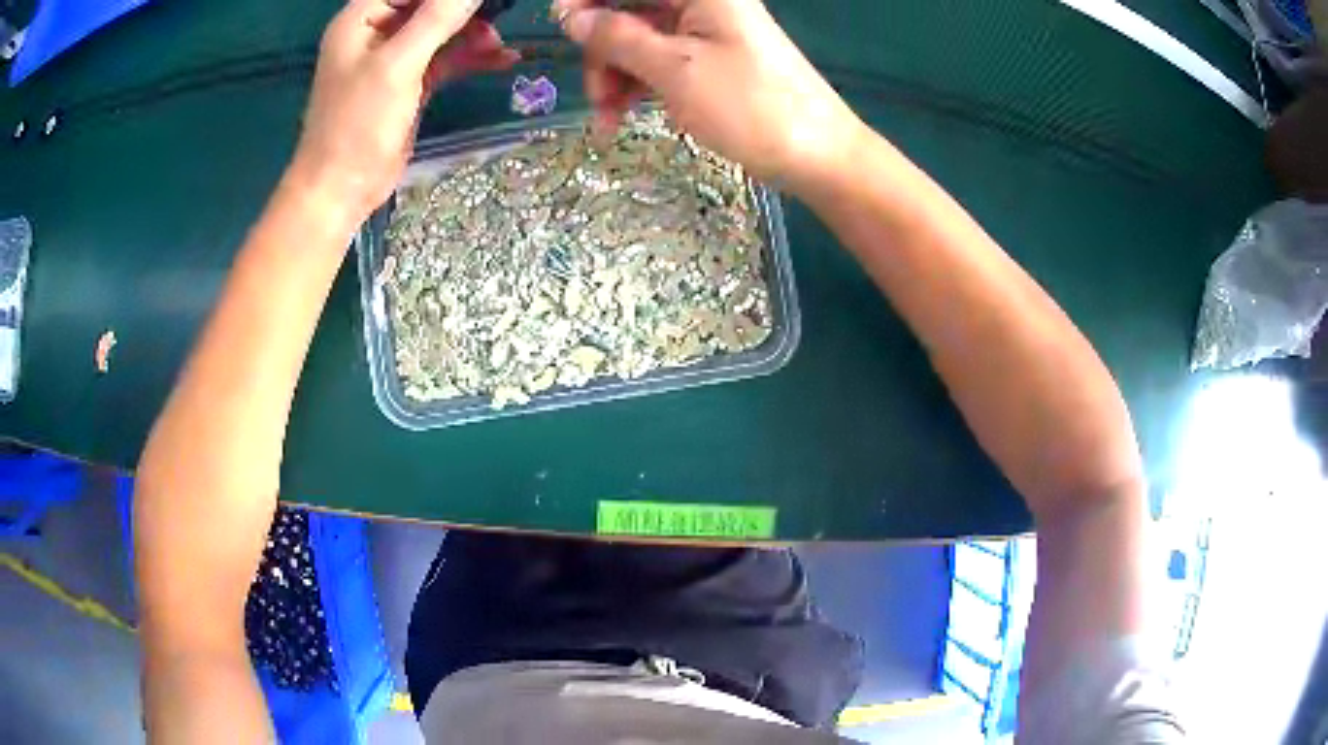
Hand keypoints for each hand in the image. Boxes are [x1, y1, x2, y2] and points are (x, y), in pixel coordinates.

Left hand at [291, 0, 519, 223]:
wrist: (342, 190)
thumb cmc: (357, 125)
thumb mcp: (398, 65)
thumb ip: (437, 19)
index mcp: (362, 18)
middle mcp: (377, 31)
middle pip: (429, 5)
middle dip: (464, 9)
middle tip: (501, 11)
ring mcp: (394, 58)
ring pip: (442, 30)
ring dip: (472, 33)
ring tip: (499, 44)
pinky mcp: (409, 83)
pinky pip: (445, 58)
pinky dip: (470, 57)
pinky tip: (501, 59)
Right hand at [556, 0, 863, 192]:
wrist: (819, 157)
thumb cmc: (752, 107)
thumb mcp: (675, 70)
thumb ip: (618, 38)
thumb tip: (572, 17)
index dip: (587, 0)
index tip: (561, 26)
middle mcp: (702, 3)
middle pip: (628, 9)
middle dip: (601, 50)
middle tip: (595, 95)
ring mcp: (706, 32)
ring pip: (639, 39)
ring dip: (615, 74)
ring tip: (609, 120)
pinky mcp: (710, 60)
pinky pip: (659, 60)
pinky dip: (638, 84)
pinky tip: (626, 115)